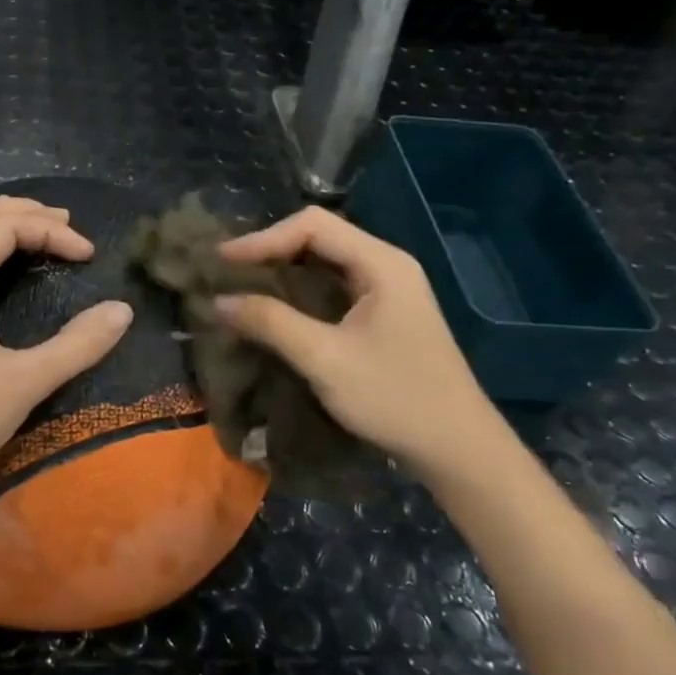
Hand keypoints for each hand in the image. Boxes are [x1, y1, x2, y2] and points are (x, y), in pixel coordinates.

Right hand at [214, 207, 501, 477]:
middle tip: (227, 271)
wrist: (458, 449)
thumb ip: (271, 323)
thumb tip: (217, 301)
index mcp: (381, 263)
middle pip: (319, 236)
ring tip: (242, 284)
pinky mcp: (383, 314)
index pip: (313, 225)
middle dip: (270, 249)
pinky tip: (275, 308)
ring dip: (283, 270)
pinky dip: (299, 291)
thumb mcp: (325, 359)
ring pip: (325, 262)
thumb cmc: (395, 398)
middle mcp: (386, 265)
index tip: (222, 261)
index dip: (263, 238)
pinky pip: (333, 286)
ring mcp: (388, 290)